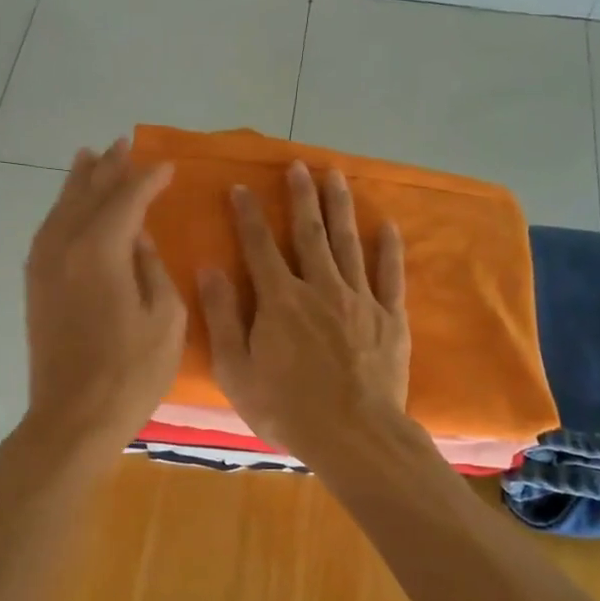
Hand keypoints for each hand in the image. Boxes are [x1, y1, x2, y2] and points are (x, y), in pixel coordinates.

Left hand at [20, 140, 185, 467]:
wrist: (73, 417)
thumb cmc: (130, 372)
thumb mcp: (165, 319)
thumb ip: (152, 268)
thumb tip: (137, 239)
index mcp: (100, 250)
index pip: (126, 198)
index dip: (148, 179)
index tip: (168, 166)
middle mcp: (65, 247)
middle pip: (87, 194)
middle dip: (108, 168)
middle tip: (123, 145)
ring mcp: (44, 266)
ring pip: (60, 209)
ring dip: (78, 182)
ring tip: (89, 158)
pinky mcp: (35, 287)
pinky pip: (47, 232)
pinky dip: (60, 211)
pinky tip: (67, 209)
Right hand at [198, 162, 409, 466]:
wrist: (353, 435)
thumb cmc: (286, 408)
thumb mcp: (237, 371)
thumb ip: (222, 317)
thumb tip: (209, 269)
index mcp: (280, 300)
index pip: (259, 246)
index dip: (248, 215)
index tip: (241, 187)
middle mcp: (320, 288)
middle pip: (309, 233)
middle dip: (302, 197)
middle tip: (299, 165)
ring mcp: (360, 300)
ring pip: (348, 243)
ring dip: (340, 207)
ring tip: (336, 176)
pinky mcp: (390, 317)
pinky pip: (390, 275)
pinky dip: (389, 249)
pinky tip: (387, 226)